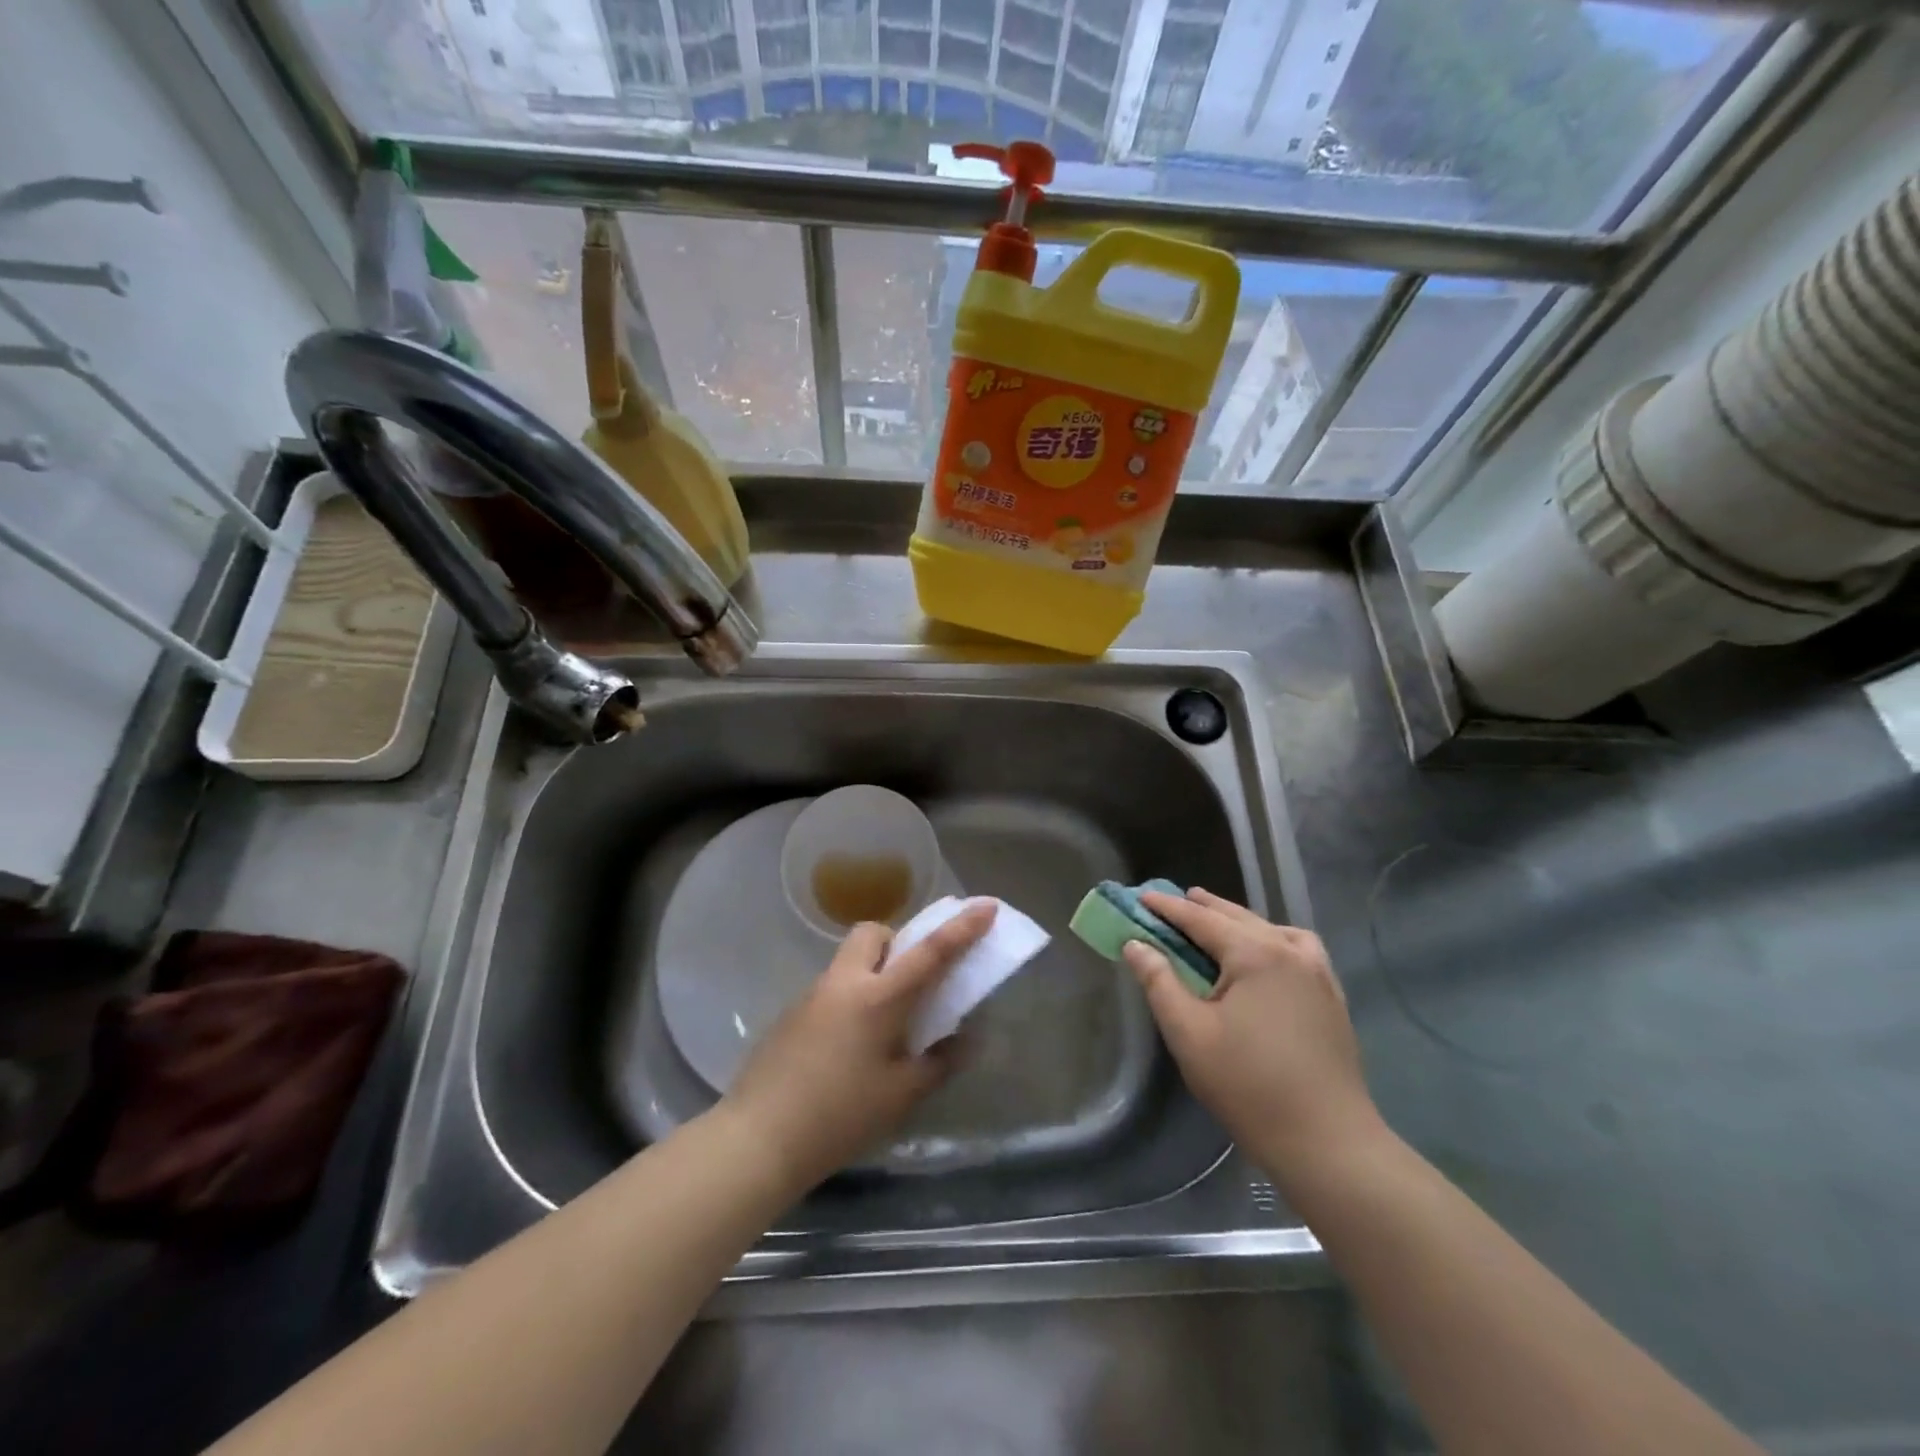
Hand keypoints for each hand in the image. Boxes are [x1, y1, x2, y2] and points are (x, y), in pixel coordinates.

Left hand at [719, 901, 996, 1197]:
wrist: (759, 1138)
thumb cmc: (840, 1116)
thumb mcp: (901, 1095)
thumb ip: (939, 1062)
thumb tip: (968, 1040)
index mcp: (879, 997)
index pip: (931, 951)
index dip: (962, 927)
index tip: (986, 904)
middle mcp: (845, 982)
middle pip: (873, 933)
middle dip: (898, 943)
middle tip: (912, 982)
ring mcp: (813, 995)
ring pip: (850, 960)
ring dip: (873, 972)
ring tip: (882, 1025)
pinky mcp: (791, 1014)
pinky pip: (831, 988)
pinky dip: (850, 998)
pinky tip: (847, 1048)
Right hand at [1123, 888, 1380, 1187]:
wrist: (1327, 1142)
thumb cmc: (1248, 1086)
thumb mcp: (1189, 1033)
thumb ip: (1159, 982)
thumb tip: (1135, 943)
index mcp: (1255, 953)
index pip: (1201, 918)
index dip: (1168, 907)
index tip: (1140, 896)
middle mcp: (1290, 951)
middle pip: (1238, 917)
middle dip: (1202, 908)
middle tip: (1171, 902)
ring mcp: (1318, 973)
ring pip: (1271, 929)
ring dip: (1238, 920)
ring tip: (1215, 920)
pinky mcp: (1332, 997)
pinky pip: (1299, 948)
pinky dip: (1273, 938)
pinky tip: (1266, 953)